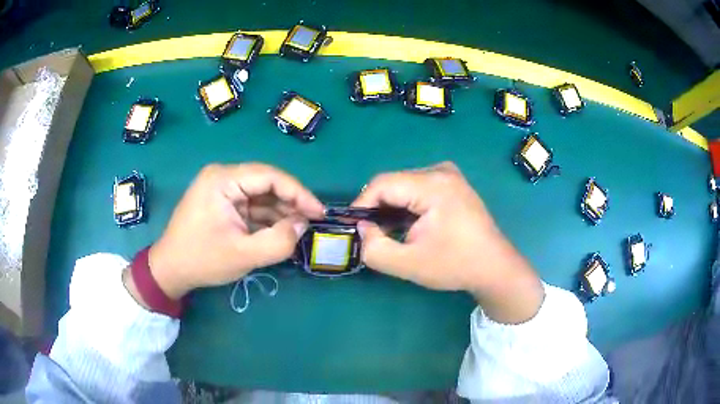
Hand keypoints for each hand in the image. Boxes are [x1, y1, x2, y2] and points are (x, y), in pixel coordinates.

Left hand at [144, 163, 323, 299]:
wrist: (170, 270)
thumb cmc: (202, 260)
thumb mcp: (243, 255)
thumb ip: (278, 241)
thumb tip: (302, 225)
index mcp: (223, 180)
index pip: (270, 176)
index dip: (299, 193)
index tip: (319, 212)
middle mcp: (222, 177)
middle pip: (266, 183)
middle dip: (290, 203)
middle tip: (311, 223)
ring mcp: (221, 189)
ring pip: (260, 195)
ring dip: (279, 212)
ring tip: (298, 231)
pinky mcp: (222, 202)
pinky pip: (251, 205)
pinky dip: (266, 219)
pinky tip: (280, 232)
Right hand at [352, 162, 543, 323]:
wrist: (494, 266)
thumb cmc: (455, 265)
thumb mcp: (408, 265)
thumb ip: (374, 248)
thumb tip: (362, 228)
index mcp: (433, 185)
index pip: (382, 184)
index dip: (362, 205)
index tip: (355, 229)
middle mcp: (441, 171)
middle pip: (394, 183)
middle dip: (378, 208)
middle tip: (373, 235)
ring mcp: (449, 174)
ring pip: (404, 185)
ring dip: (392, 207)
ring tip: (391, 233)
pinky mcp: (452, 182)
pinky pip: (418, 187)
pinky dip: (407, 205)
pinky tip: (410, 225)